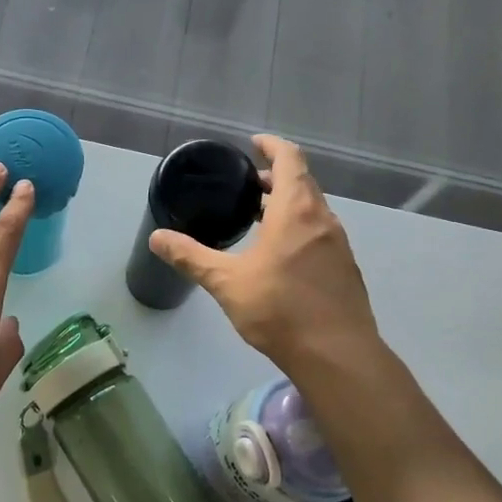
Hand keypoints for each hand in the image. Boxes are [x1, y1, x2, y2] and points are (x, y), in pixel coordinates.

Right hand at [149, 135, 380, 376]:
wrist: (337, 356)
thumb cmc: (280, 310)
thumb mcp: (227, 282)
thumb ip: (191, 257)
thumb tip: (157, 238)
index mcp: (296, 211)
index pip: (290, 159)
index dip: (272, 146)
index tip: (253, 144)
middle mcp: (323, 220)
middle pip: (303, 182)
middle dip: (276, 177)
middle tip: (248, 185)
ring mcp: (339, 244)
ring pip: (313, 209)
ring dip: (288, 204)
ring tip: (259, 217)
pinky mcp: (345, 268)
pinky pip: (320, 232)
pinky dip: (300, 227)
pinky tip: (280, 254)